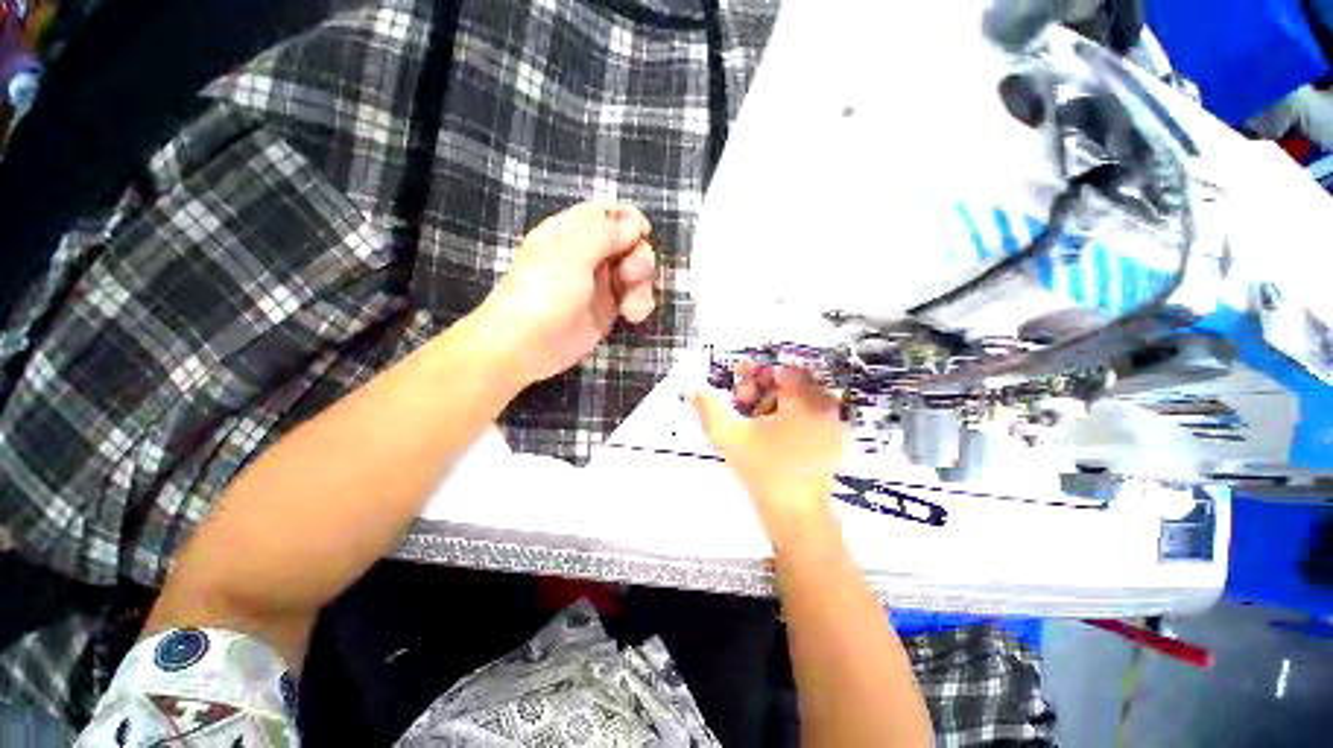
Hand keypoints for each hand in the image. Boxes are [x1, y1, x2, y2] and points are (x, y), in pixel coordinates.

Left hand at [480, 202, 655, 384]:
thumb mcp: (570, 253)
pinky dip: (640, 304)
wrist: (527, 346)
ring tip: (632, 306)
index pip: (606, 214)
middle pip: (628, 243)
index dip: (628, 219)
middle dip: (639, 256)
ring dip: (642, 285)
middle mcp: (588, 255)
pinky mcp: (607, 310)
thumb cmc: (544, 293)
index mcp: (571, 233)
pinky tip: (633, 316)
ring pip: (635, 273)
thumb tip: (634, 226)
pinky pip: (633, 298)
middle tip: (631, 274)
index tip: (644, 232)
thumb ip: (604, 233)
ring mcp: (599, 284)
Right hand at [693, 366, 846, 547]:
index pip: (781, 371)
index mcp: (805, 400)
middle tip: (744, 409)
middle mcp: (825, 408)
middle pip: (791, 384)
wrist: (795, 515)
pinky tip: (772, 438)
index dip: (755, 378)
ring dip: (774, 406)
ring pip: (800, 401)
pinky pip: (810, 418)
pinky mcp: (834, 443)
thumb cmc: (762, 470)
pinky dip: (790, 420)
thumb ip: (709, 408)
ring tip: (756, 426)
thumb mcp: (728, 436)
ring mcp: (833, 427)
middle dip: (763, 392)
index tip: (739, 396)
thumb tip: (696, 389)